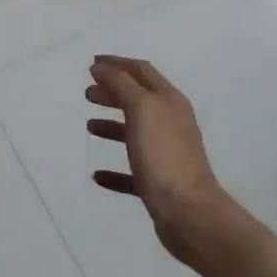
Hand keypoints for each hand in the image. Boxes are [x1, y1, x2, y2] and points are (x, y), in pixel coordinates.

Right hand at [86, 56, 235, 270]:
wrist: (189, 213)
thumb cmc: (163, 155)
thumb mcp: (141, 109)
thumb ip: (120, 84)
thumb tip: (101, 67)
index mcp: (169, 101)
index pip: (141, 71)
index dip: (117, 63)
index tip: (91, 63)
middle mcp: (171, 123)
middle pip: (139, 100)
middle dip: (113, 92)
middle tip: (87, 93)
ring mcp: (166, 154)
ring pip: (135, 133)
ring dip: (112, 126)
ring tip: (89, 126)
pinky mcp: (159, 184)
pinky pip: (132, 171)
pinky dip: (114, 169)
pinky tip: (97, 175)